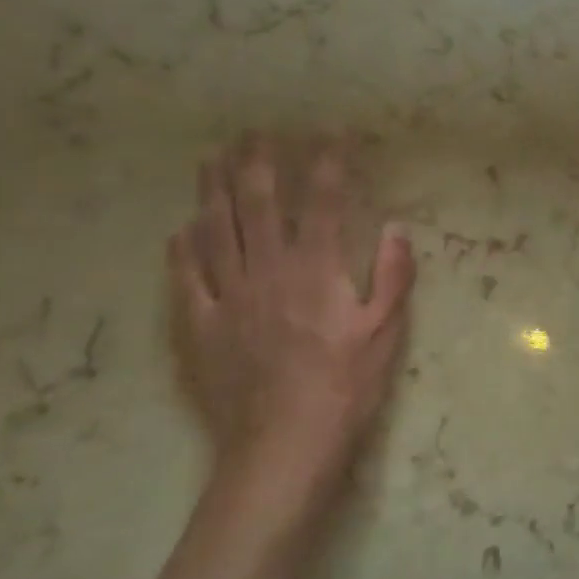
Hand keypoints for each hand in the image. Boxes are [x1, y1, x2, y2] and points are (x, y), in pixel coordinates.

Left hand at [166, 136, 415, 508]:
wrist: (283, 447)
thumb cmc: (345, 388)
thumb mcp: (386, 332)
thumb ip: (394, 276)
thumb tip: (397, 226)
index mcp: (316, 268)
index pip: (322, 199)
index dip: (327, 160)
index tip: (330, 131)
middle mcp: (268, 269)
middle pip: (257, 202)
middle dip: (257, 161)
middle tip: (255, 131)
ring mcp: (229, 296)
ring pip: (216, 229)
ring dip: (213, 189)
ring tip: (212, 157)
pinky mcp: (201, 326)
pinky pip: (186, 278)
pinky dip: (182, 249)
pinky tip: (182, 228)